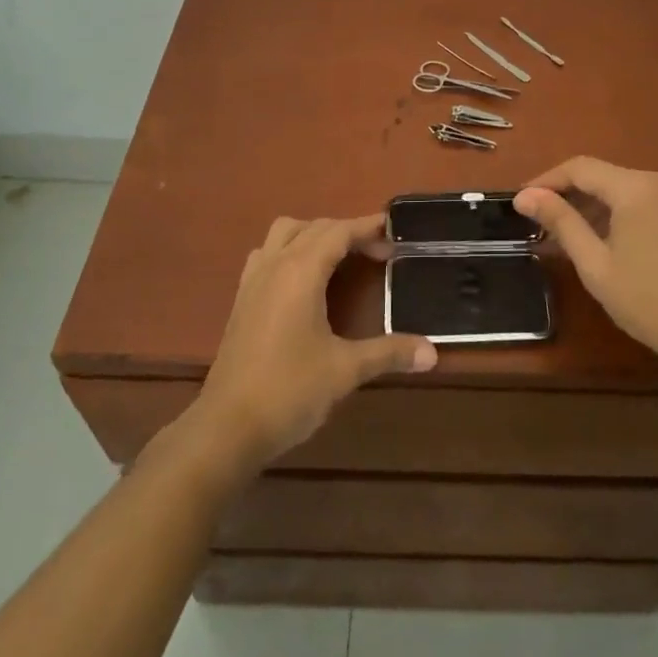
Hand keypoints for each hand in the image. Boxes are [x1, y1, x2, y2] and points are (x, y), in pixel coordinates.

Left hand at [189, 214, 436, 473]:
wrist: (225, 429)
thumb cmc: (288, 392)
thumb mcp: (345, 371)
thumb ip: (388, 353)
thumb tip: (432, 353)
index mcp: (301, 271)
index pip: (338, 231)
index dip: (367, 228)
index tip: (394, 232)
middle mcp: (275, 264)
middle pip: (314, 227)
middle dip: (347, 231)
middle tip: (378, 252)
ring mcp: (254, 280)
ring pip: (285, 233)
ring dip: (314, 234)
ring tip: (339, 257)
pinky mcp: (242, 299)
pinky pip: (267, 254)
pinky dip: (289, 251)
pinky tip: (302, 281)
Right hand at [515, 157, 657, 379]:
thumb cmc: (649, 301)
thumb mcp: (595, 264)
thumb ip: (561, 222)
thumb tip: (525, 196)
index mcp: (635, 186)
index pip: (579, 168)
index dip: (546, 181)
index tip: (520, 202)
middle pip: (600, 176)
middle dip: (567, 195)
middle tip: (537, 222)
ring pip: (619, 189)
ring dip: (589, 207)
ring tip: (561, 235)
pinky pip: (639, 201)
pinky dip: (614, 214)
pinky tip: (598, 239)